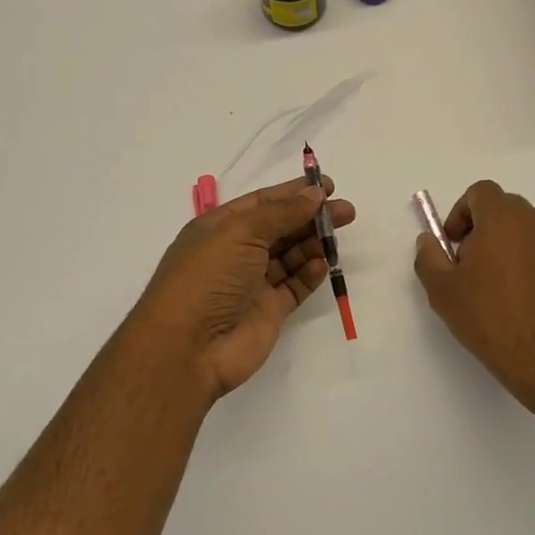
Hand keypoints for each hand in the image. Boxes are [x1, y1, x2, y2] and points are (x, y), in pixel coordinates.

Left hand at [130, 176, 356, 402]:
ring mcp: (252, 284)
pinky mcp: (269, 312)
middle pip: (280, 228)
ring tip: (339, 233)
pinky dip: (310, 273)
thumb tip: (314, 195)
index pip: (262, 202)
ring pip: (290, 256)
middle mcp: (235, 253)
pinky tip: (323, 263)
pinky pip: (295, 286)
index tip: (328, 186)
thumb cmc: (208, 277)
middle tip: (346, 211)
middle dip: (311, 217)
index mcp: (219, 228)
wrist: (188, 347)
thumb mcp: (240, 232)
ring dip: (314, 242)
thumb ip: (281, 212)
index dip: (294, 193)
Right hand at [414, 180, 534, 408]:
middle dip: (483, 228)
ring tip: (495, 284)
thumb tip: (429, 241)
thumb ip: (429, 256)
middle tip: (469, 264)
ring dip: (508, 245)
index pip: (481, 192)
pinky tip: (520, 299)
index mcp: (504, 218)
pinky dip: (530, 264)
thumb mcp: (442, 289)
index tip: (453, 243)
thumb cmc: (488, 316)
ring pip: (527, 231)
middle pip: (505, 209)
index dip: (461, 212)